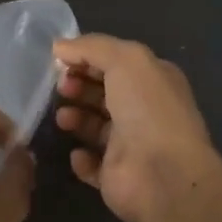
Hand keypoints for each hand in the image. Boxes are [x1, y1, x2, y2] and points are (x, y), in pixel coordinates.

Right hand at [53, 34, 221, 221]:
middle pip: (103, 93)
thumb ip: (91, 47)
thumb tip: (59, 46)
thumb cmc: (147, 109)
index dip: (87, 58)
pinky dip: (81, 158)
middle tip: (61, 88)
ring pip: (95, 127)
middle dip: (79, 86)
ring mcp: (131, 145)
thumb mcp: (125, 60)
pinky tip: (77, 152)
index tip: (60, 61)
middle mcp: (144, 111)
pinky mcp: (116, 175)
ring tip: (63, 118)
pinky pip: (92, 164)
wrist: (162, 173)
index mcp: (153, 81)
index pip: (116, 62)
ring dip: (76, 118)